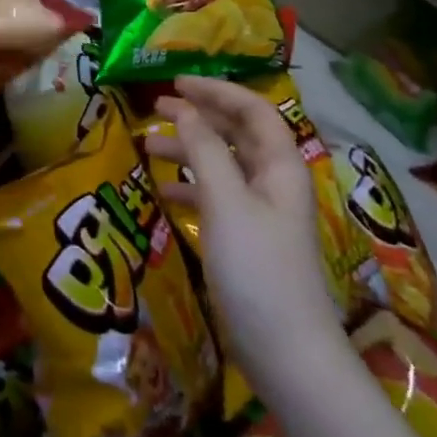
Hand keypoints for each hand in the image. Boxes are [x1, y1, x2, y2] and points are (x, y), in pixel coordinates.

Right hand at [149, 77, 340, 375]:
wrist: (287, 353)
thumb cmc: (257, 270)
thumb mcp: (226, 203)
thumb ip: (205, 150)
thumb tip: (184, 110)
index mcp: (280, 166)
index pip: (252, 110)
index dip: (216, 91)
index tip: (176, 84)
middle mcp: (274, 182)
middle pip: (237, 134)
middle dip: (199, 116)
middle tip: (156, 108)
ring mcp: (262, 212)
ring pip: (224, 165)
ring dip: (190, 150)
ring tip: (149, 146)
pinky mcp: (248, 239)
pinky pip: (217, 197)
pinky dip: (191, 186)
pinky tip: (163, 192)